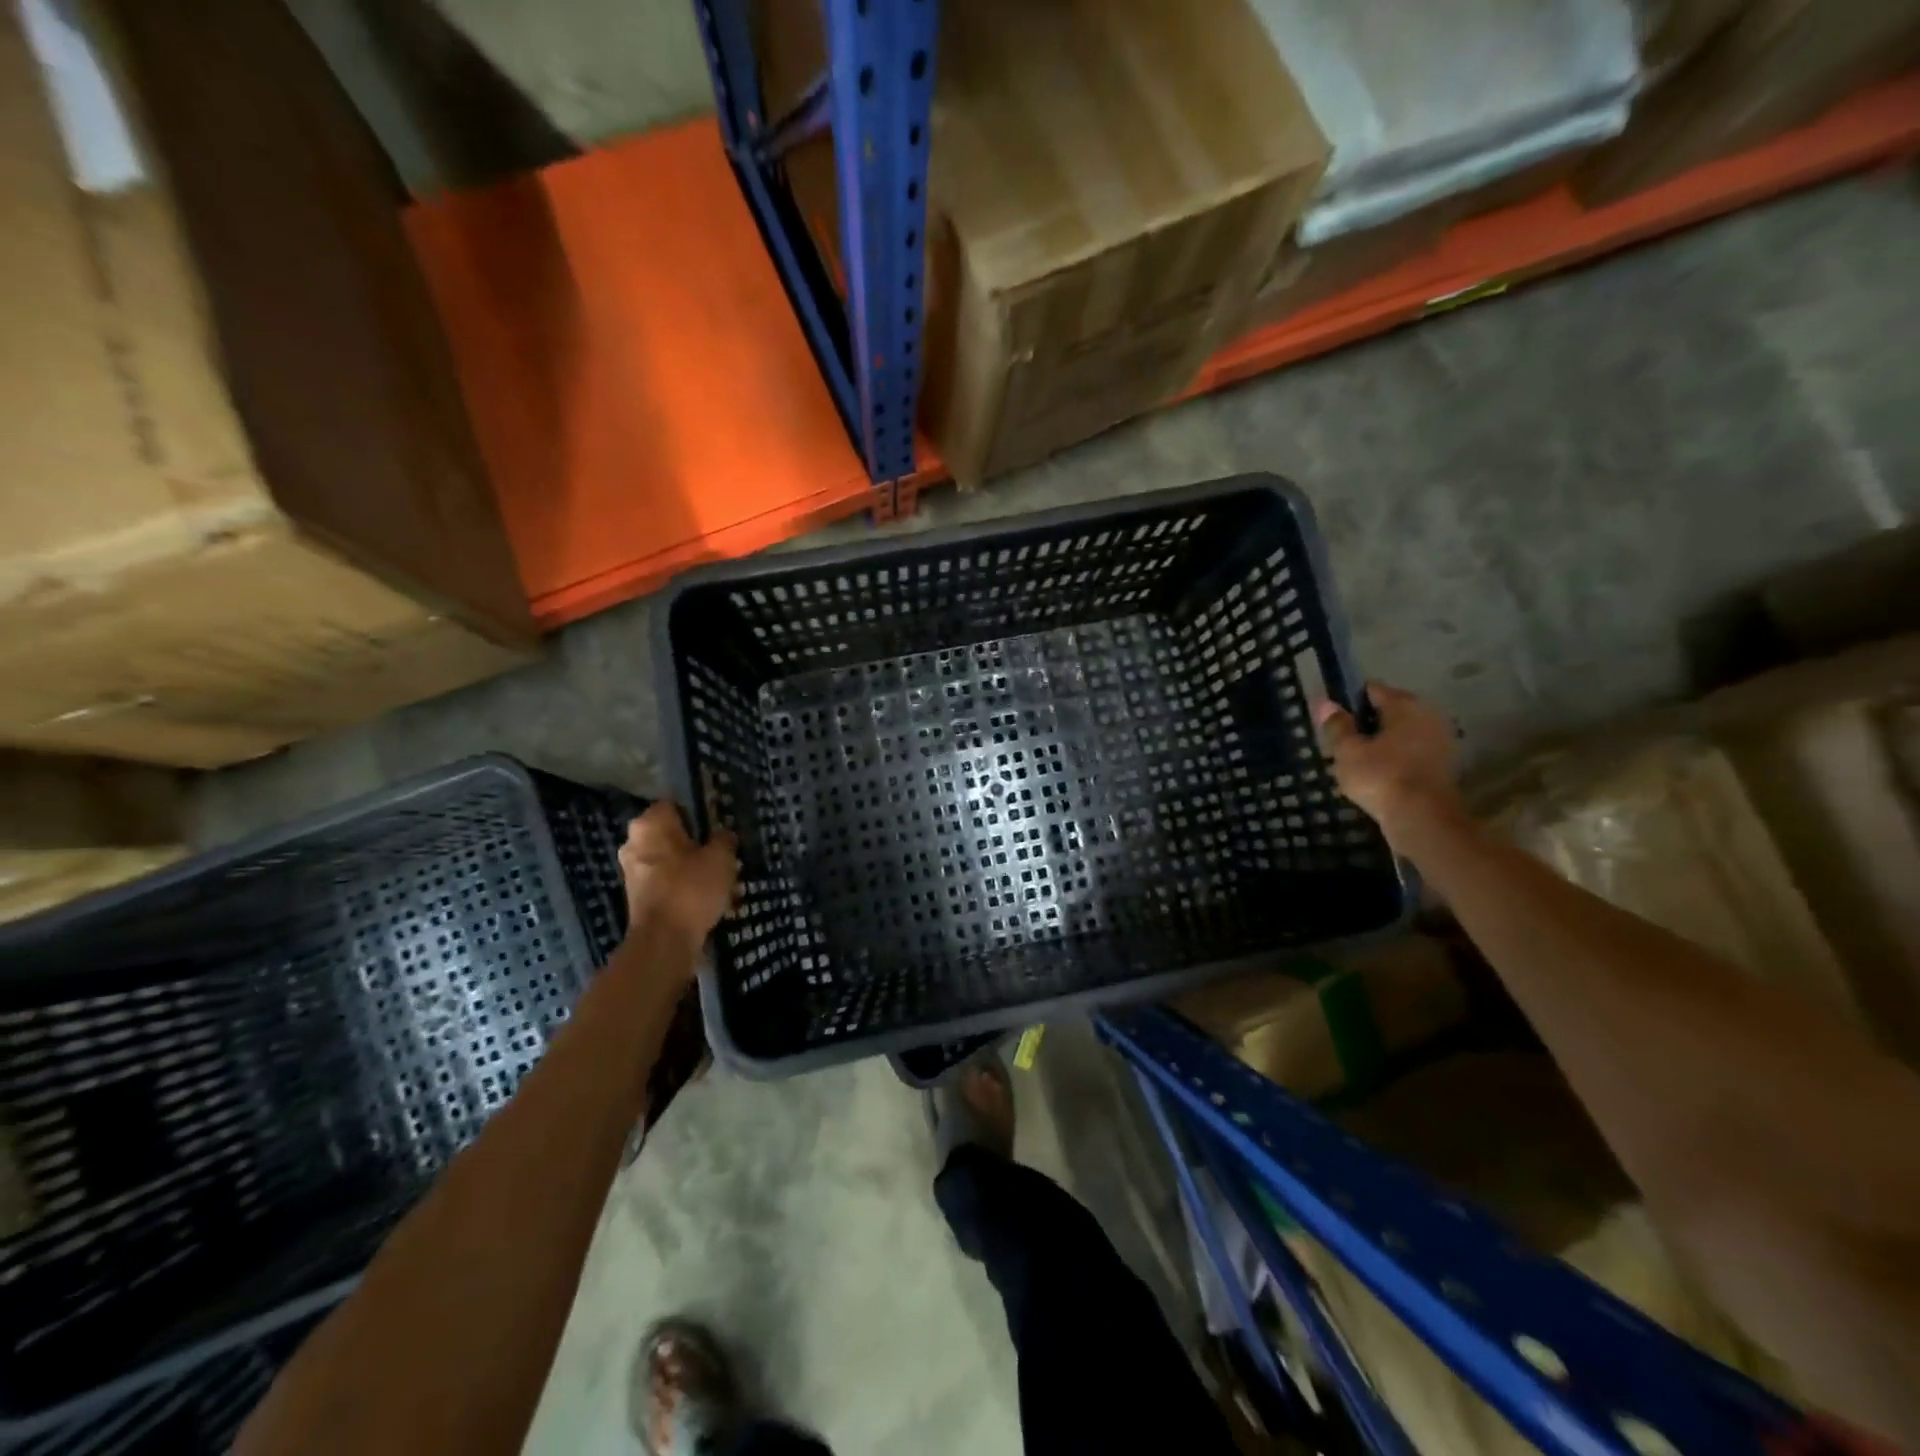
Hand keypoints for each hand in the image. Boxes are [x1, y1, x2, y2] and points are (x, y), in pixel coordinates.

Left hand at [618, 803, 737, 950]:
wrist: (664, 941)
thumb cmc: (691, 889)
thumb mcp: (722, 858)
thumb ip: (723, 839)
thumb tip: (721, 834)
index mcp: (650, 823)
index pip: (676, 805)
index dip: (700, 814)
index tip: (719, 827)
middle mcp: (633, 841)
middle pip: (672, 833)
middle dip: (695, 843)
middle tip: (722, 854)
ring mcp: (632, 870)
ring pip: (670, 859)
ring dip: (691, 866)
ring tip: (719, 880)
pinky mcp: (636, 895)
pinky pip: (666, 881)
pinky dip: (683, 886)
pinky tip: (706, 898)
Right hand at [1313, 682, 1464, 851]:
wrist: (1423, 819)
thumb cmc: (1381, 777)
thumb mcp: (1347, 751)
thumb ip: (1337, 725)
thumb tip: (1325, 702)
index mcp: (1405, 705)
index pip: (1372, 690)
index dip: (1349, 699)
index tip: (1332, 715)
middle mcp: (1429, 715)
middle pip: (1391, 711)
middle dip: (1367, 722)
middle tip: (1342, 740)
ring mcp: (1441, 741)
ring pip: (1402, 734)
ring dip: (1382, 742)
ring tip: (1356, 759)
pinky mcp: (1444, 766)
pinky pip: (1412, 753)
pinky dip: (1396, 759)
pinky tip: (1377, 774)